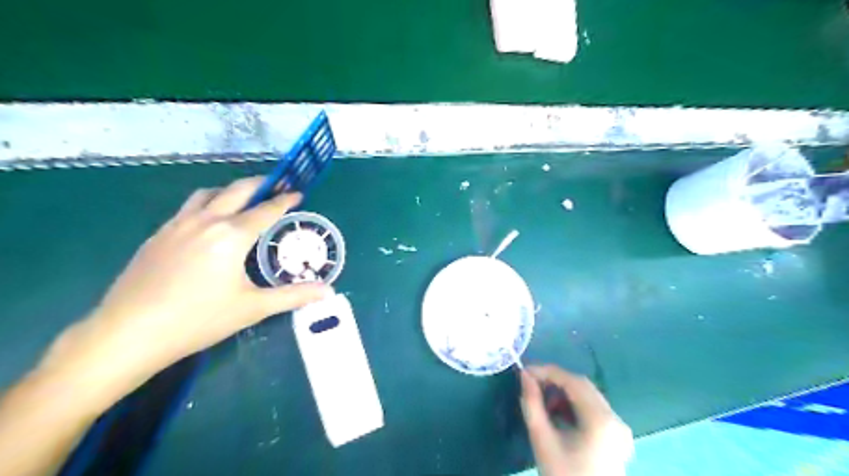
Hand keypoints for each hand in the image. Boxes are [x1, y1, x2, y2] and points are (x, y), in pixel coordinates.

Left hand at [0, 178, 326, 475]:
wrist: (129, 333)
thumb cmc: (198, 319)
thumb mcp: (253, 308)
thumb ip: (293, 295)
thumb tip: (328, 292)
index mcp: (231, 236)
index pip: (266, 210)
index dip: (285, 200)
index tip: (298, 192)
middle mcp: (205, 221)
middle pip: (237, 190)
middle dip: (261, 184)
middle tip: (277, 186)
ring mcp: (177, 225)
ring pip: (208, 193)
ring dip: (231, 190)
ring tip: (244, 200)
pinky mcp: (158, 234)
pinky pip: (189, 207)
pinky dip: (208, 203)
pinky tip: (209, 222)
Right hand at [517, 366, 628, 474]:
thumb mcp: (542, 440)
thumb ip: (532, 404)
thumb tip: (524, 376)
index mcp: (601, 420)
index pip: (573, 381)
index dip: (547, 371)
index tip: (525, 372)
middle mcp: (616, 419)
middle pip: (583, 386)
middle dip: (555, 381)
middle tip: (531, 385)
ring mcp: (620, 429)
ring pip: (588, 397)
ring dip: (564, 394)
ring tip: (543, 404)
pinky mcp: (618, 437)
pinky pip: (594, 410)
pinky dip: (575, 406)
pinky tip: (559, 417)